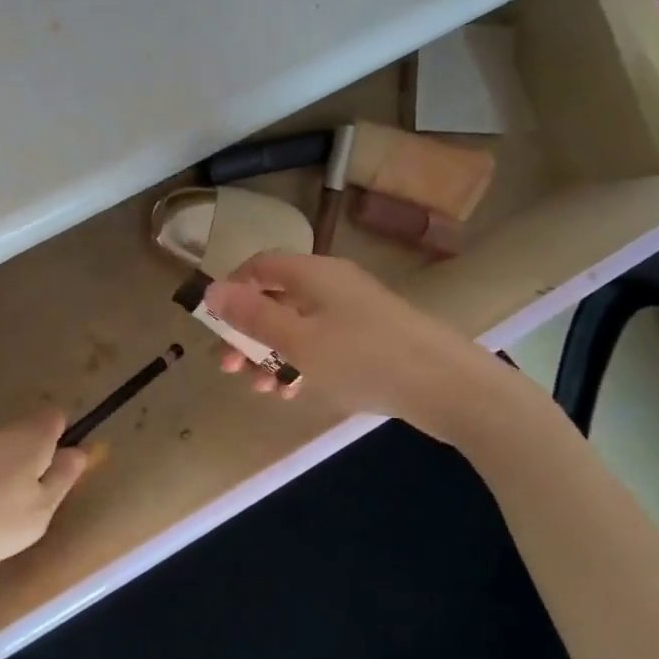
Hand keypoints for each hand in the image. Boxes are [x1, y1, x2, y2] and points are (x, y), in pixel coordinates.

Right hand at [203, 252, 524, 443]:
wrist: (449, 386)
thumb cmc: (364, 357)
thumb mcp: (297, 339)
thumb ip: (252, 316)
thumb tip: (210, 290)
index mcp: (313, 273)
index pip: (259, 266)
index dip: (232, 290)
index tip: (214, 325)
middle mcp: (332, 285)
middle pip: (275, 299)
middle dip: (247, 333)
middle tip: (229, 367)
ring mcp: (354, 312)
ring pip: (297, 326)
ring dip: (271, 354)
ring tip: (261, 388)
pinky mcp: (371, 339)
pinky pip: (323, 344)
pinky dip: (302, 363)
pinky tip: (294, 393)